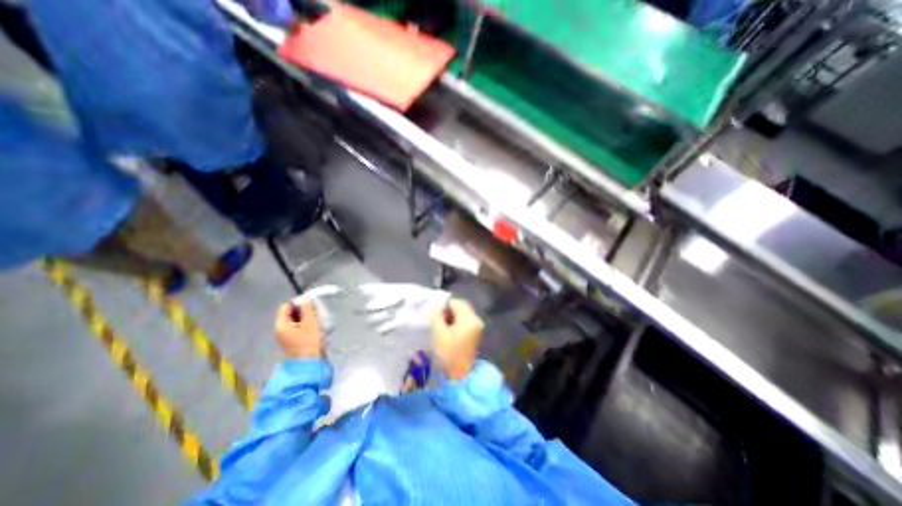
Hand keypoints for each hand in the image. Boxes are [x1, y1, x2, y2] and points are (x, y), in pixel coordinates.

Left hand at [276, 303, 324, 356]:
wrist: (309, 362)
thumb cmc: (308, 341)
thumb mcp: (310, 322)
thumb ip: (307, 309)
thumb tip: (305, 299)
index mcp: (281, 324)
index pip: (286, 306)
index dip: (298, 303)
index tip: (310, 305)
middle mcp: (280, 329)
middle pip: (291, 313)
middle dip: (303, 311)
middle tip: (315, 313)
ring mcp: (286, 335)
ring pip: (296, 319)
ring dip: (306, 318)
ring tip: (316, 321)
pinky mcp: (292, 339)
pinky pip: (298, 326)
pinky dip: (305, 324)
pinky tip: (314, 328)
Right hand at [431, 298, 481, 377]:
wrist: (460, 374)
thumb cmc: (448, 353)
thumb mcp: (439, 333)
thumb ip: (436, 315)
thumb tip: (433, 303)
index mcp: (469, 319)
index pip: (457, 302)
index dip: (445, 304)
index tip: (435, 312)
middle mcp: (476, 319)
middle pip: (462, 306)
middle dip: (449, 309)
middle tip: (438, 316)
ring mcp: (477, 326)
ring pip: (464, 312)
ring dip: (453, 314)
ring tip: (442, 323)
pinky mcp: (476, 332)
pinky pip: (466, 319)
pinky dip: (458, 320)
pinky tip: (449, 328)